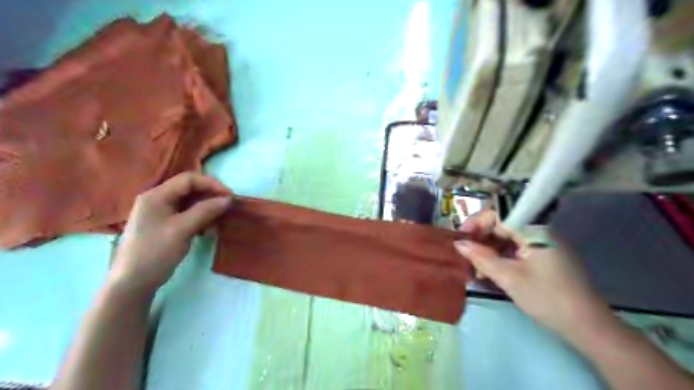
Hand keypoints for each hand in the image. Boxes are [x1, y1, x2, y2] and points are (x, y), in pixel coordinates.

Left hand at [108, 172, 232, 293]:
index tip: (230, 197)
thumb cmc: (155, 252)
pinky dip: (201, 217)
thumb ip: (205, 211)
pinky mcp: (165, 225)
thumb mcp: (182, 229)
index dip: (211, 184)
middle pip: (189, 189)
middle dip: (210, 195)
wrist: (133, 283)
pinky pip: (187, 214)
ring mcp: (160, 213)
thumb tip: (228, 199)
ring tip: (221, 218)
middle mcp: (157, 200)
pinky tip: (209, 228)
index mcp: (156, 195)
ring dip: (207, 207)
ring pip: (190, 202)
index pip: (188, 179)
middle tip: (228, 206)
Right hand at [457, 210, 610, 340]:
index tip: (462, 238)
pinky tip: (490, 271)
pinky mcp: (543, 255)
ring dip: (488, 249)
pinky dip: (500, 256)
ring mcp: (542, 242)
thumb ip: (481, 258)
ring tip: (475, 268)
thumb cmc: (547, 298)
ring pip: (506, 236)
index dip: (476, 222)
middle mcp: (538, 230)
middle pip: (501, 223)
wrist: (587, 326)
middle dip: (480, 237)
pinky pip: (515, 247)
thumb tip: (458, 244)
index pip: (498, 212)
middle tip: (465, 255)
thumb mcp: (509, 278)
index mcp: (534, 229)